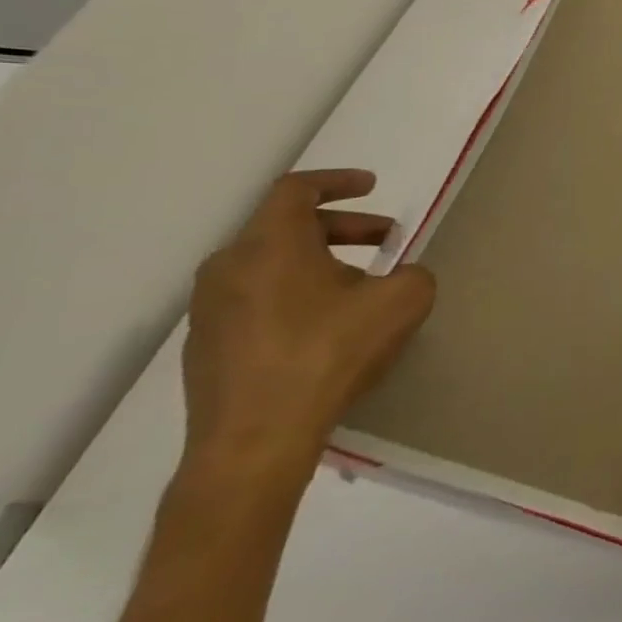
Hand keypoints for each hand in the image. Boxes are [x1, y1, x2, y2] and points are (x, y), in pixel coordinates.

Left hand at [180, 170, 434, 493]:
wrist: (256, 438)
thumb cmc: (329, 353)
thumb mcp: (402, 301)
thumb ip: (413, 274)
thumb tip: (401, 276)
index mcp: (269, 245)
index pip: (295, 191)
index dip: (337, 182)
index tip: (372, 186)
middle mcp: (229, 267)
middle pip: (286, 227)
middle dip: (343, 227)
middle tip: (388, 240)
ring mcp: (210, 309)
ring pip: (271, 265)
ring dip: (321, 262)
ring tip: (363, 286)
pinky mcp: (208, 346)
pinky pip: (258, 300)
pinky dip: (297, 294)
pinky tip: (330, 326)